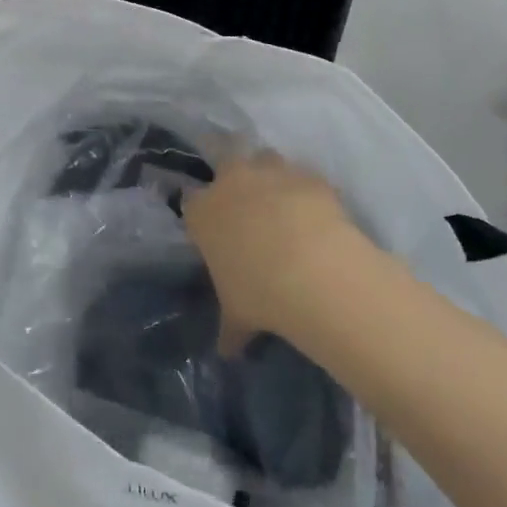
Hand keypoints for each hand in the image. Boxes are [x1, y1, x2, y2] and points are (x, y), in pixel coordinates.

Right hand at [184, 149, 371, 350]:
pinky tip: (316, 211)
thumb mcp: (238, 315)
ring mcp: (272, 172)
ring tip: (281, 199)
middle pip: (223, 154)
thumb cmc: (259, 292)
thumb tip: (227, 352)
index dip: (200, 211)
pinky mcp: (309, 175)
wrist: (312, 269)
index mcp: (203, 212)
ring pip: (265, 157)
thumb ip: (230, 328)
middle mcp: (232, 181)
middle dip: (230, 167)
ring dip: (269, 173)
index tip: (210, 224)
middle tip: (243, 192)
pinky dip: (307, 190)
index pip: (189, 200)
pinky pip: (304, 176)